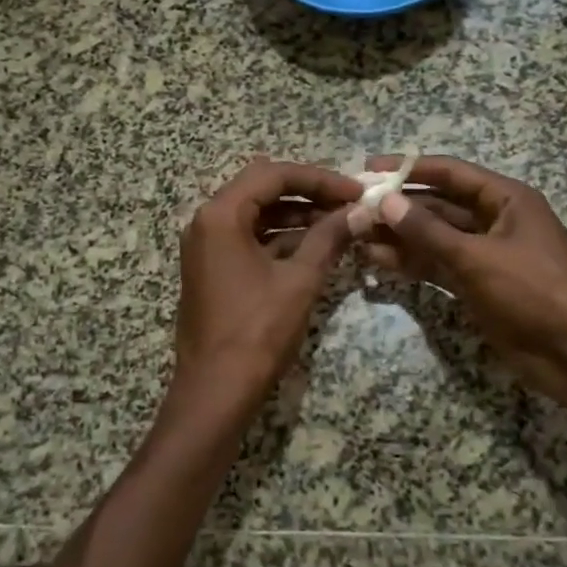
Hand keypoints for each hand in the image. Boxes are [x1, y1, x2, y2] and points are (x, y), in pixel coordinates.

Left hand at [168, 157, 364, 426]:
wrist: (215, 391)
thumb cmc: (257, 332)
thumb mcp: (300, 280)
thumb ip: (329, 238)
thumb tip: (360, 211)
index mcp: (221, 215)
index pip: (274, 175)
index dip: (320, 179)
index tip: (356, 191)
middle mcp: (207, 222)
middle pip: (262, 189)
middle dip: (309, 193)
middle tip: (350, 204)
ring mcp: (206, 247)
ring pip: (257, 215)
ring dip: (297, 216)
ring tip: (341, 224)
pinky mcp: (213, 269)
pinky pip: (249, 239)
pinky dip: (281, 239)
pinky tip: (317, 247)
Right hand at [360, 155, 566, 414]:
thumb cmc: (535, 292)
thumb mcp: (478, 257)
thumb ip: (429, 231)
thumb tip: (385, 202)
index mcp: (506, 200)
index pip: (450, 174)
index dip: (409, 168)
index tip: (369, 168)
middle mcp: (494, 221)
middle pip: (438, 206)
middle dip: (398, 207)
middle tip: (354, 208)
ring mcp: (485, 256)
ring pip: (434, 239)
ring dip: (399, 237)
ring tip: (356, 235)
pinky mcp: (477, 286)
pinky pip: (438, 267)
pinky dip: (412, 264)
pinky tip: (378, 261)